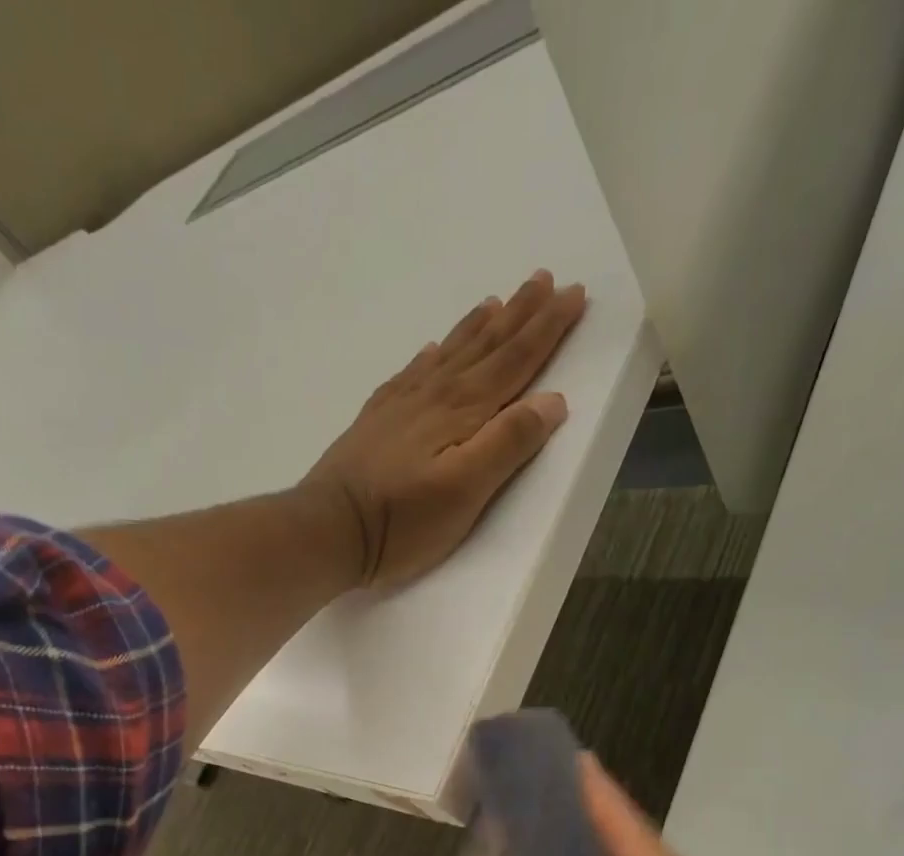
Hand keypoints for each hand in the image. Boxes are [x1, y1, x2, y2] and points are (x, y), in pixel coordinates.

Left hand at [299, 269, 586, 589]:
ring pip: (449, 353)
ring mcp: (401, 406)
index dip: (547, 328)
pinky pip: (411, 373)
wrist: (328, 529)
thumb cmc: (401, 521)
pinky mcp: (376, 421)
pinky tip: (431, 350)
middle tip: (543, 277)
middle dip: (519, 313)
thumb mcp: (465, 492)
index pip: (515, 360)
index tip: (575, 293)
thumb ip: (508, 444)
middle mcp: (434, 396)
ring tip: (497, 300)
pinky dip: (429, 356)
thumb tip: (551, 400)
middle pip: (485, 346)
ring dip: (478, 326)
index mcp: (463, 411)